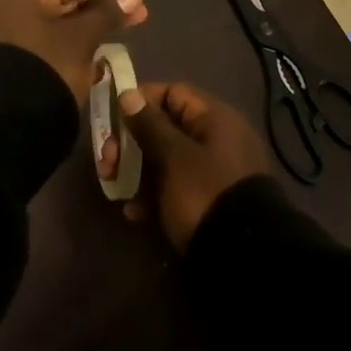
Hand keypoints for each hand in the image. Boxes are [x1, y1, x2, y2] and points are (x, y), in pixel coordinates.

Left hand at [0, 0, 147, 102]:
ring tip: (134, 18)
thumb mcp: (81, 38)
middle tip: (139, 1)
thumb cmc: (48, 68)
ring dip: (100, 18)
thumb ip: (107, 12)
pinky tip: (111, 41)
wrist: (13, 124)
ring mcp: (24, 36)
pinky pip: (64, 38)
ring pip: (69, 18)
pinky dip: (87, 37)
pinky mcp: (31, 59)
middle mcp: (20, 9)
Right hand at [115, 82, 271, 250]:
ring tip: (115, 188)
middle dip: (130, 142)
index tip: (113, 118)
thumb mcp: (174, 156)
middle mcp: (215, 140)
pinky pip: (174, 188)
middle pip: (165, 128)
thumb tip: (129, 93)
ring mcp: (212, 173)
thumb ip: (150, 124)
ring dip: (136, 170)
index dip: (141, 101)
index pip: (172, 93)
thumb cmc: (205, 193)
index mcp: (214, 119)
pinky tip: (134, 213)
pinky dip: (152, 196)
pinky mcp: (207, 202)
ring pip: (165, 160)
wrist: (243, 258)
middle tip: (107, 162)